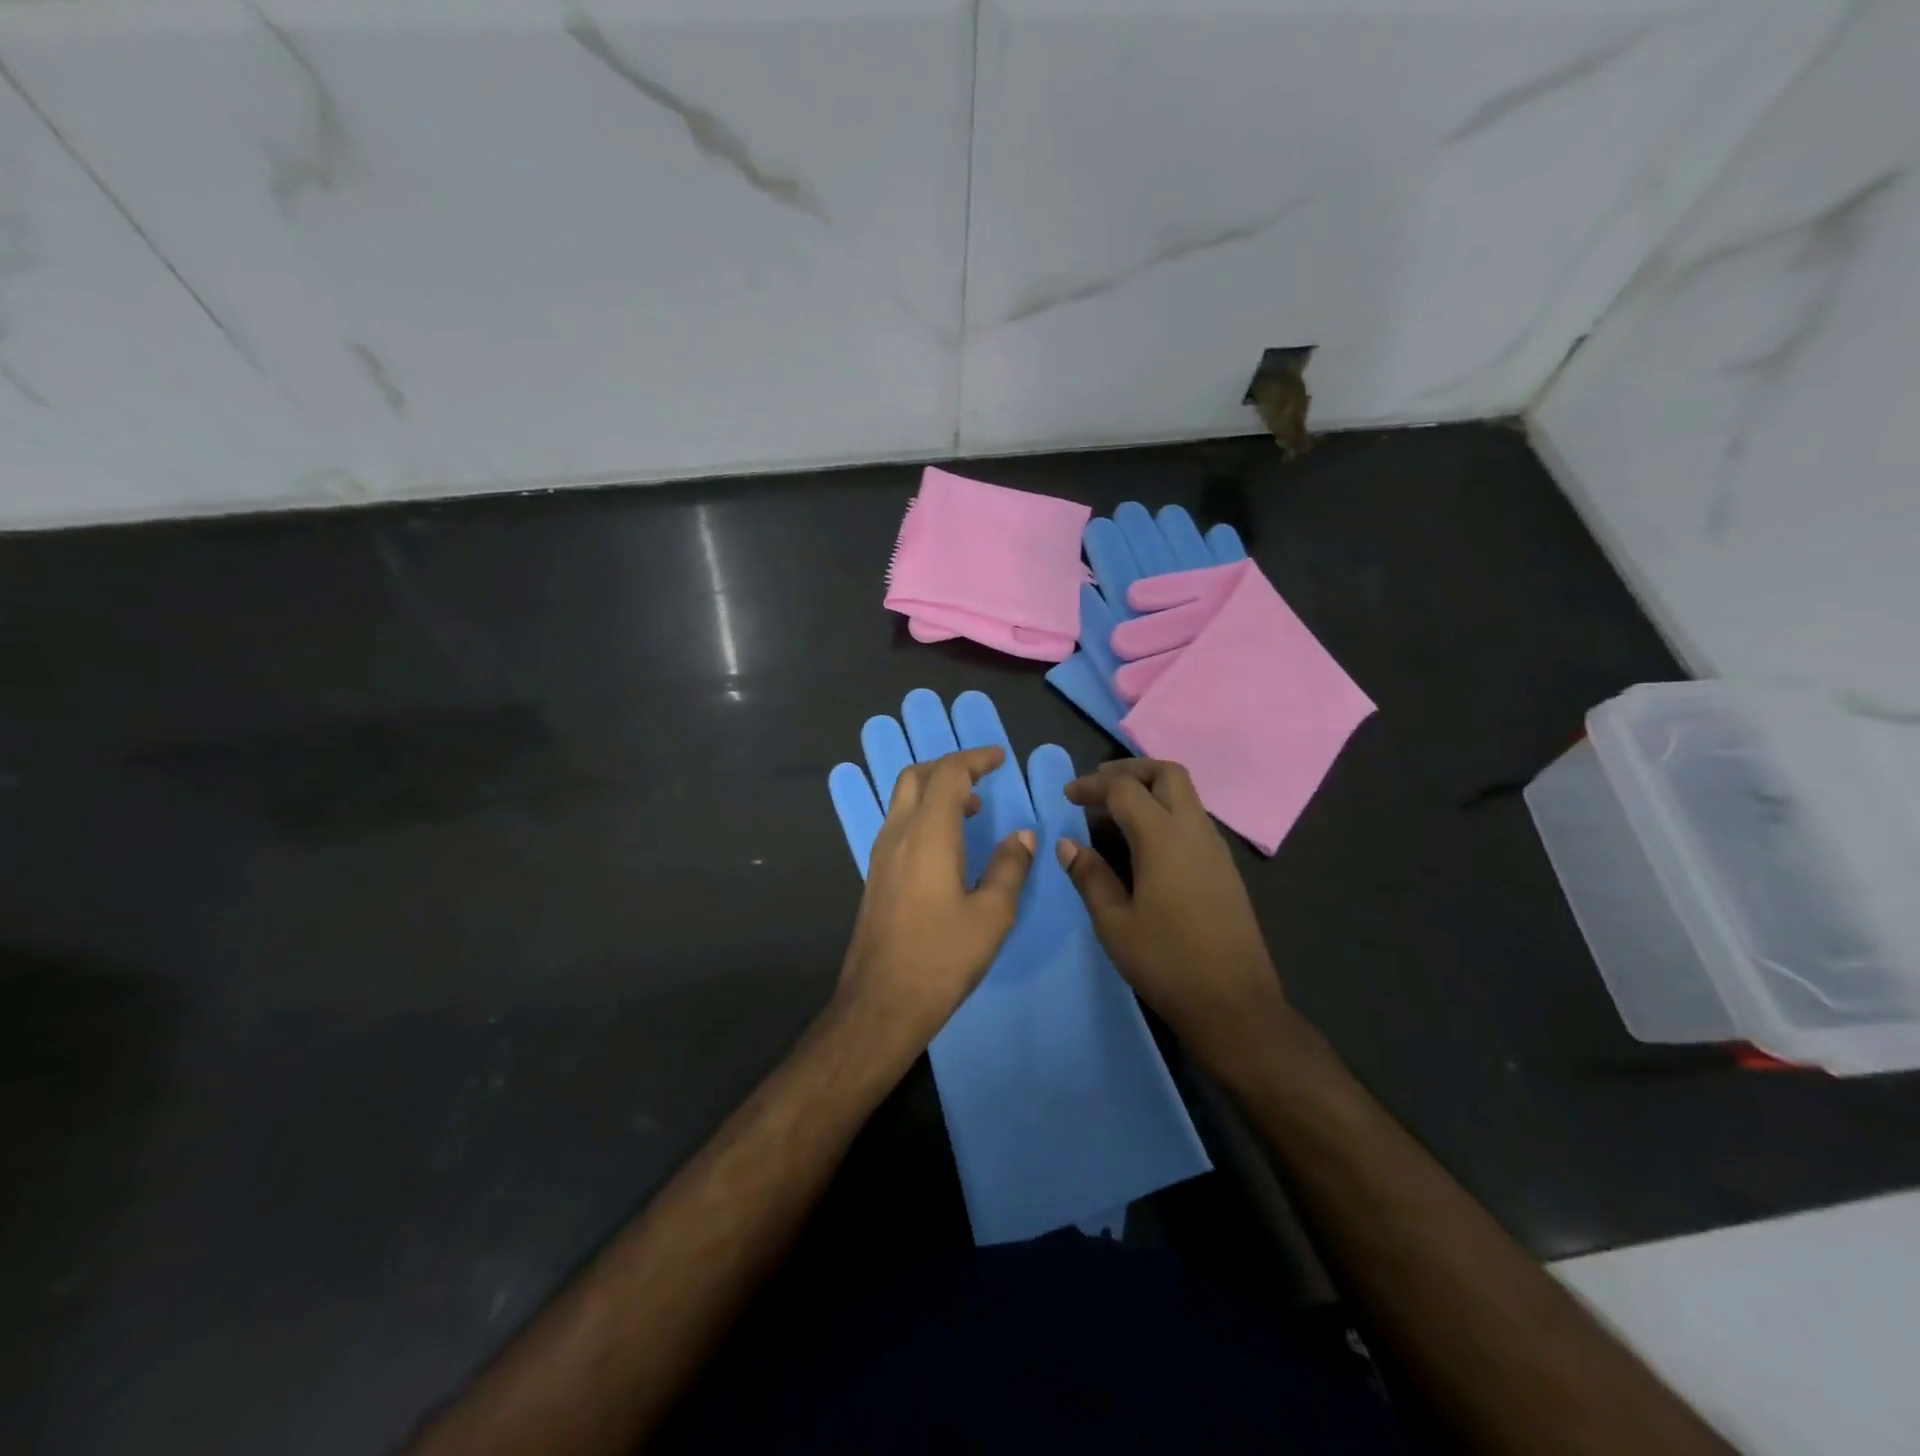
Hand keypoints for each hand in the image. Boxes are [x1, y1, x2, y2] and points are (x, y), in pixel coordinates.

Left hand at [838, 747, 1035, 1050]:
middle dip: (950, 766)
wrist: (882, 1002)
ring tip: (972, 808)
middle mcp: (898, 834)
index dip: (976, 758)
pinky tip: (948, 843)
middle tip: (983, 776)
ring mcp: (881, 854)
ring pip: (903, 799)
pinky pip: (899, 823)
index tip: (1001, 757)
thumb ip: (1010, 868)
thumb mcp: (992, 915)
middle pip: (917, 776)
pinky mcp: (876, 875)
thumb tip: (1023, 836)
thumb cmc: (942, 957)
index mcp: (928, 834)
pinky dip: (924, 813)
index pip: (949, 773)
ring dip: (935, 789)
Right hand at [1057, 759, 1292, 1075]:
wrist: (1234, 1004)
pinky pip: (1193, 819)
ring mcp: (1215, 848)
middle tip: (1098, 786)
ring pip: (1186, 795)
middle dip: (1130, 770)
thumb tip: (1068, 844)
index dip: (1093, 786)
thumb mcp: (1115, 923)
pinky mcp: (1225, 868)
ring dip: (1150, 789)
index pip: (1125, 789)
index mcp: (1163, 838)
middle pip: (1168, 774)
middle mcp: (1194, 831)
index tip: (1068, 796)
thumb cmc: (1167, 963)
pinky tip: (1145, 842)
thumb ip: (1090, 876)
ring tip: (1116, 812)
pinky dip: (1166, 812)